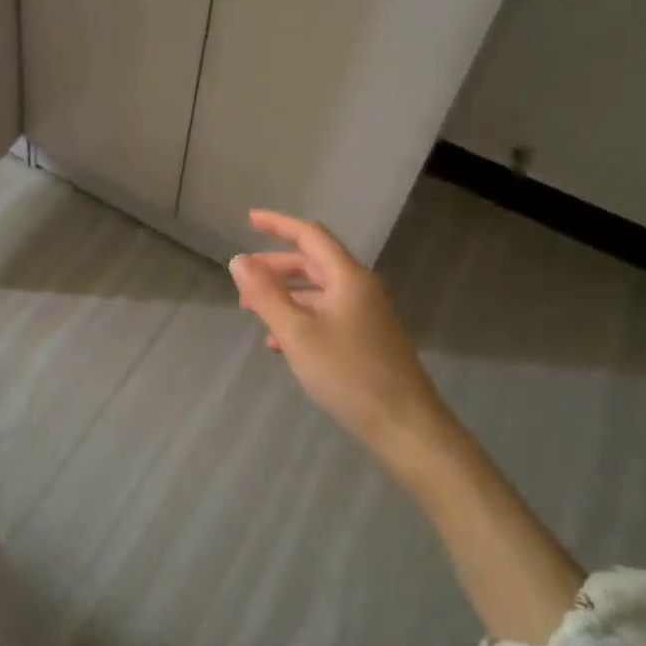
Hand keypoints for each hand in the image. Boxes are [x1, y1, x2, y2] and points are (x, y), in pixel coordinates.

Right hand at [229, 209, 444, 463]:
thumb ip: (266, 295)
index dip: (278, 225)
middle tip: (244, 276)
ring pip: (318, 292)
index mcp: (347, 277)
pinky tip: (280, 343)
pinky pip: (326, 315)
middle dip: (276, 266)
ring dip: (285, 295)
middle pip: (313, 263)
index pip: (310, 236)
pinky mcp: (367, 340)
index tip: (249, 219)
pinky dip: (300, 318)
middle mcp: (359, 289)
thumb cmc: (349, 374)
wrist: (406, 426)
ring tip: (253, 310)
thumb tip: (239, 260)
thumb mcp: (297, 333)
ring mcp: (366, 315)